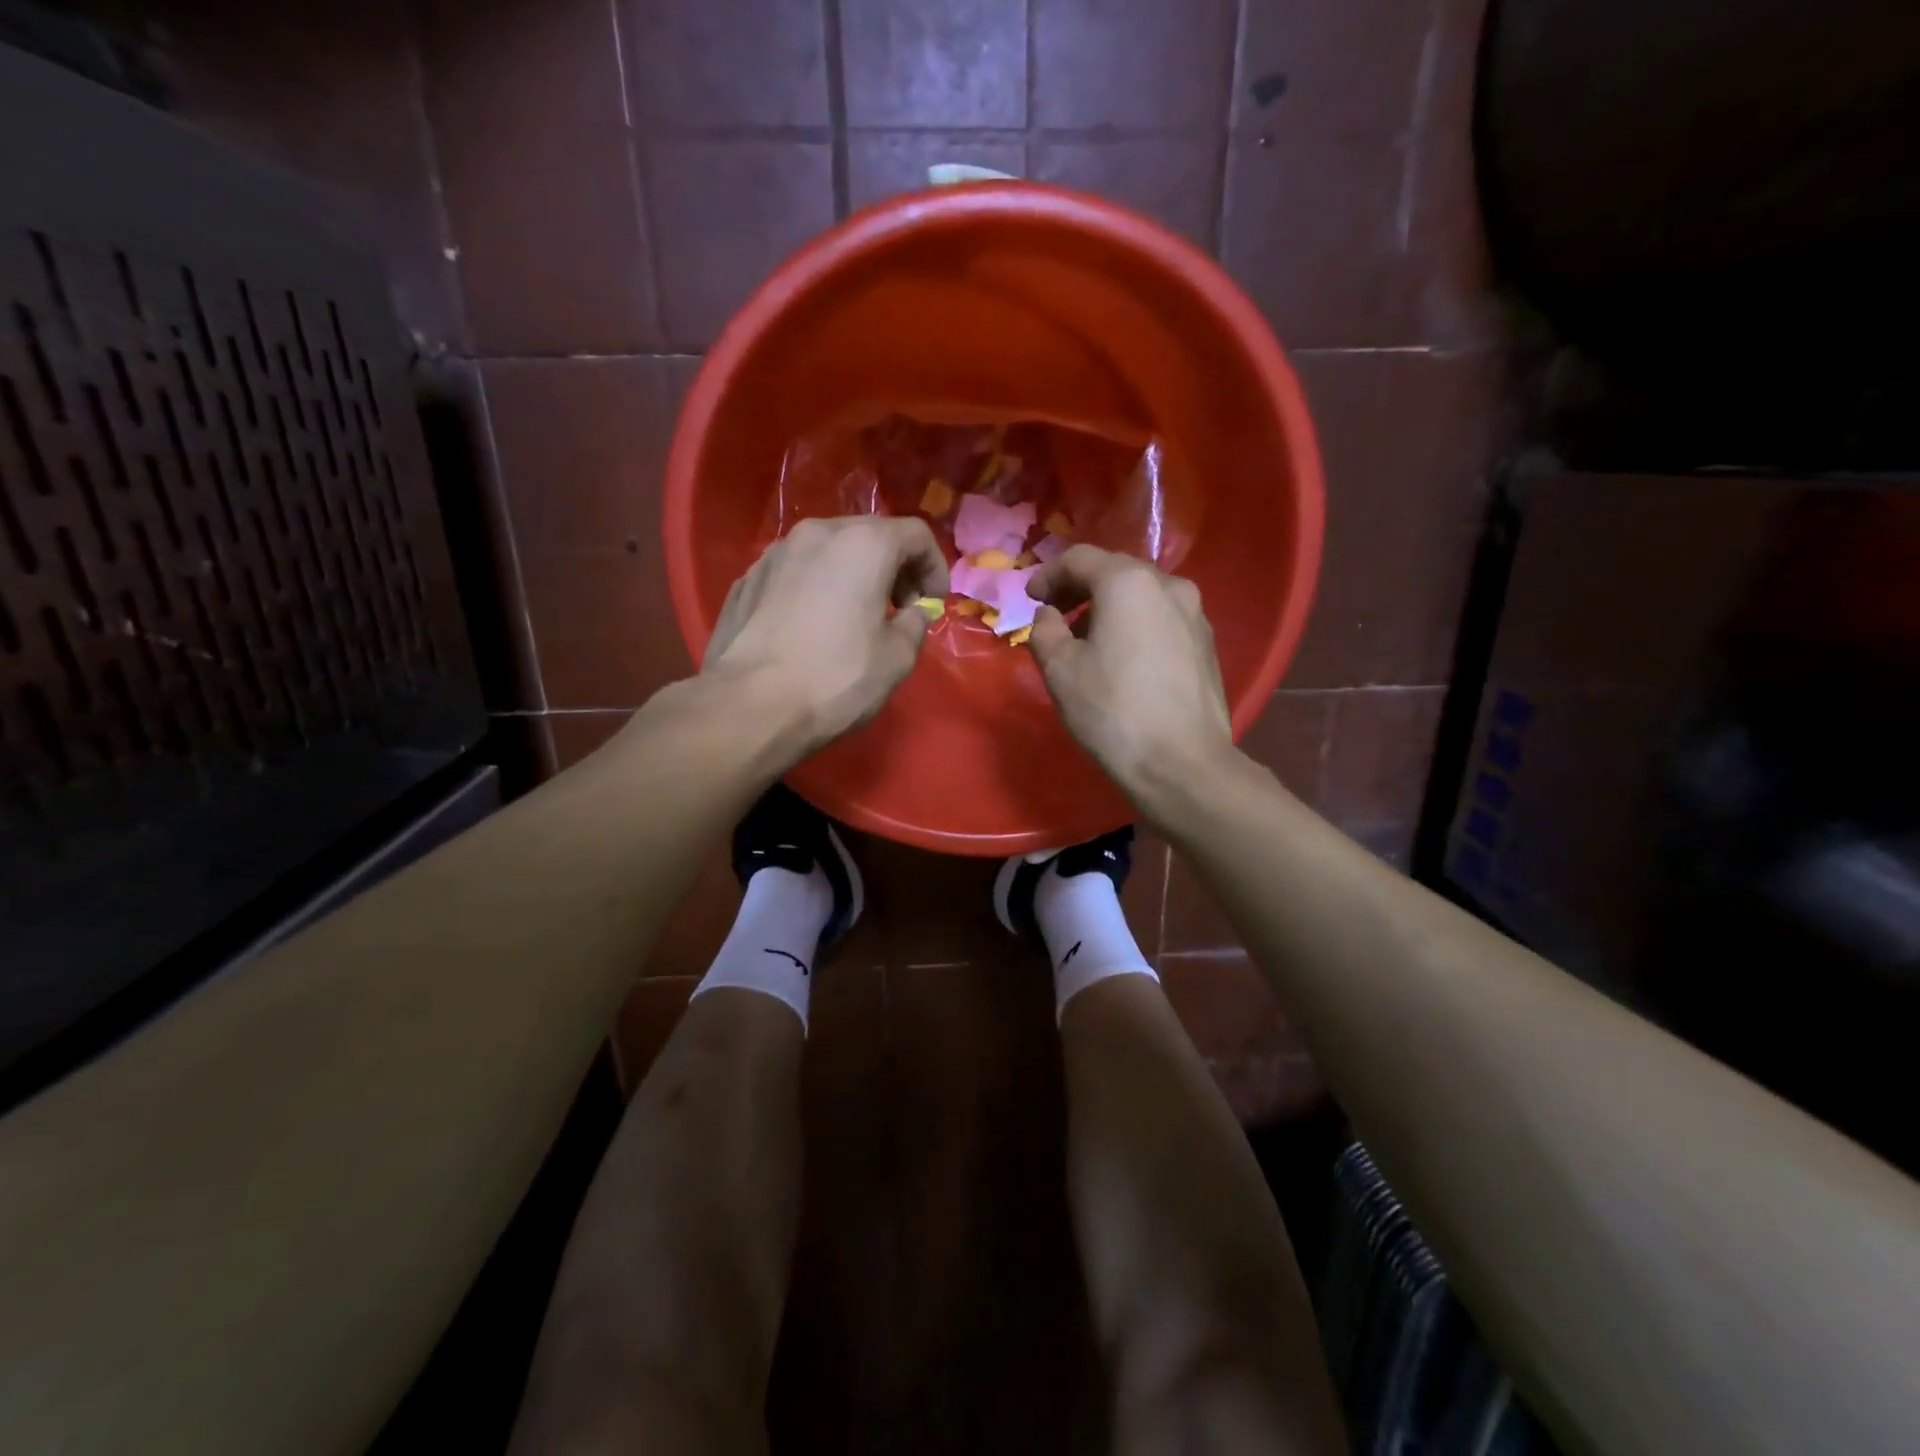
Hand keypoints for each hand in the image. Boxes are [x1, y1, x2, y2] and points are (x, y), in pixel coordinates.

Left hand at [703, 515, 948, 755]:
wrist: (749, 705)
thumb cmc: (836, 678)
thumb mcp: (897, 658)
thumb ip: (914, 624)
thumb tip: (912, 613)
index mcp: (863, 544)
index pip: (915, 534)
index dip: (935, 566)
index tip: (935, 602)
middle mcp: (817, 533)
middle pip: (869, 535)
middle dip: (894, 567)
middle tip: (901, 608)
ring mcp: (775, 554)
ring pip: (828, 551)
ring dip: (853, 574)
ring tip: (857, 616)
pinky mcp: (747, 580)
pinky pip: (795, 572)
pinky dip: (816, 587)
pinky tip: (814, 626)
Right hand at [1026, 545, 1234, 802]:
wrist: (1181, 763)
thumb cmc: (1112, 711)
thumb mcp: (1060, 669)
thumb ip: (1045, 630)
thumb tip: (1050, 615)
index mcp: (1128, 583)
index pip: (1080, 559)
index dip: (1048, 575)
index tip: (1030, 598)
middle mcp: (1169, 585)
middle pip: (1114, 572)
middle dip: (1079, 588)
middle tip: (1054, 614)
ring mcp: (1195, 614)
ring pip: (1141, 595)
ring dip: (1108, 607)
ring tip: (1086, 639)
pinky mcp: (1206, 644)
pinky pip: (1161, 618)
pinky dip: (1135, 624)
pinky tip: (1122, 657)